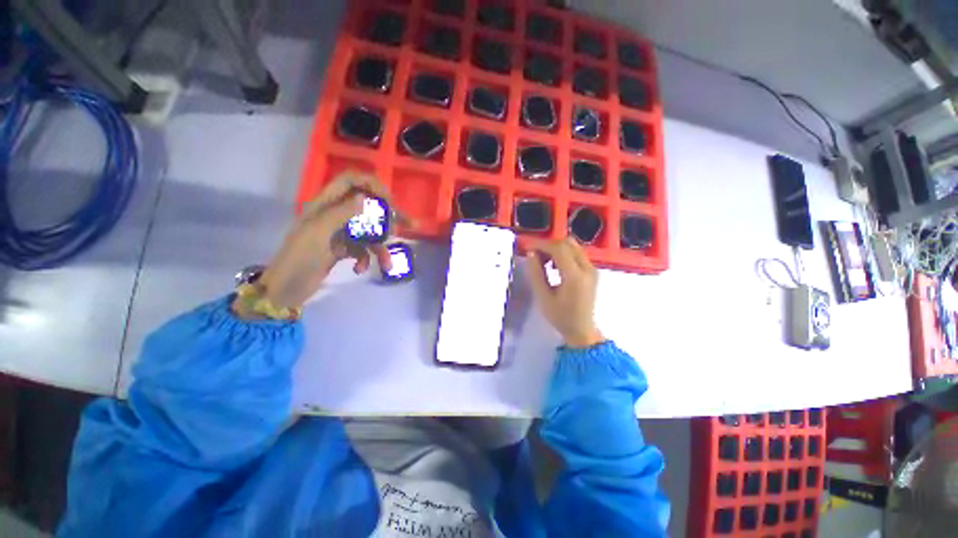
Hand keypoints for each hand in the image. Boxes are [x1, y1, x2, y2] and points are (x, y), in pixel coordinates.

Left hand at [235, 170, 403, 316]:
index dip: (371, 184)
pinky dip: (366, 259)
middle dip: (389, 217)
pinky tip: (360, 269)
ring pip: (369, 232)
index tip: (389, 201)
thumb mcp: (319, 231)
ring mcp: (340, 233)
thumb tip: (365, 197)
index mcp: (324, 204)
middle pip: (367, 207)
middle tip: (410, 225)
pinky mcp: (343, 249)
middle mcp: (334, 215)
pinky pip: (363, 249)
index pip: (350, 181)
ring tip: (387, 264)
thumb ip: (342, 212)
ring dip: (380, 248)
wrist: (285, 290)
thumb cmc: (299, 257)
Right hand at [525, 237, 603, 347]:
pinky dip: (563, 254)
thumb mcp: (543, 298)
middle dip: (549, 245)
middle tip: (535, 254)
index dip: (541, 244)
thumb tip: (531, 253)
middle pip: (567, 243)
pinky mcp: (592, 271)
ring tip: (543, 261)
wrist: (582, 330)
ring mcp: (592, 269)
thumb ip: (536, 274)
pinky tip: (554, 266)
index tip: (528, 247)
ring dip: (556, 249)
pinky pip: (577, 253)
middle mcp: (587, 268)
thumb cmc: (560, 317)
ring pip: (573, 246)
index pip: (558, 249)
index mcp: (574, 276)